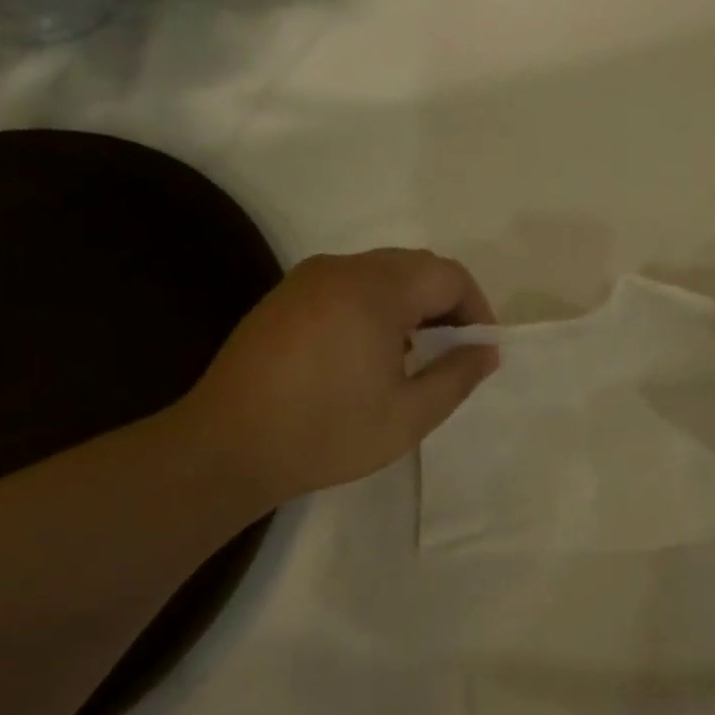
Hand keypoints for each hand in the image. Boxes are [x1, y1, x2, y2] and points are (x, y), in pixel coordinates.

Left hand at [182, 249, 498, 505]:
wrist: (228, 447)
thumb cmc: (327, 432)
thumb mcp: (409, 415)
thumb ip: (457, 376)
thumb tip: (486, 350)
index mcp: (374, 290)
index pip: (448, 276)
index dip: (476, 309)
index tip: (480, 350)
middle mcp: (341, 269)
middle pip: (415, 267)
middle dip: (445, 305)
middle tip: (453, 353)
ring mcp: (307, 280)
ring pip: (380, 273)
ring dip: (410, 305)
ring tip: (414, 357)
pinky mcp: (284, 297)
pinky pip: (347, 286)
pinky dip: (375, 307)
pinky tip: (367, 354)